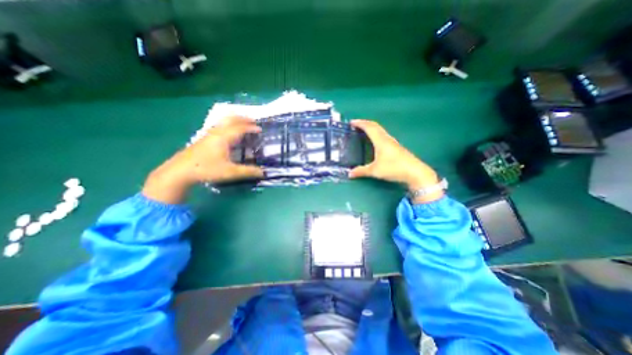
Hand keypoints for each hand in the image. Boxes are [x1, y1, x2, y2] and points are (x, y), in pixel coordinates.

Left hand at [142, 116, 262, 203]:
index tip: (260, 130)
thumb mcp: (230, 172)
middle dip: (243, 118)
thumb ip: (248, 172)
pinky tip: (229, 133)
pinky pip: (220, 126)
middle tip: (253, 121)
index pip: (240, 128)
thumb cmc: (207, 169)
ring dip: (235, 120)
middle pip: (231, 119)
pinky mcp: (204, 138)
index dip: (251, 127)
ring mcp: (209, 134)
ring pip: (224, 121)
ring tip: (243, 124)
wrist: (180, 170)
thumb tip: (264, 172)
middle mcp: (217, 132)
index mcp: (224, 137)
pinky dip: (228, 125)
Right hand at [351, 118, 442, 201]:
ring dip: (371, 128)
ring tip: (363, 131)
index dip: (360, 123)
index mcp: (381, 141)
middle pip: (375, 126)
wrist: (415, 172)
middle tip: (356, 125)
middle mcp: (387, 139)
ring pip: (380, 131)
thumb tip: (350, 174)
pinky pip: (383, 136)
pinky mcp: (396, 147)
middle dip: (365, 123)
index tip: (351, 122)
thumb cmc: (394, 168)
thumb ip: (361, 171)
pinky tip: (375, 142)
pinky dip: (376, 134)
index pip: (369, 127)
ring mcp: (393, 143)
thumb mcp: (375, 171)